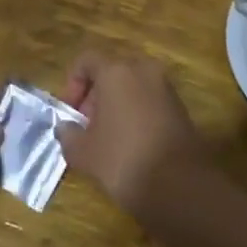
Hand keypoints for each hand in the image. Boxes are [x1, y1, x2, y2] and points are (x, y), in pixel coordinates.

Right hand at [57, 50, 204, 216]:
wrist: (180, 186)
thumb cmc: (123, 159)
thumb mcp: (83, 152)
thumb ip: (68, 134)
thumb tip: (66, 128)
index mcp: (117, 71)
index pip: (87, 60)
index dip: (72, 84)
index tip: (70, 112)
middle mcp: (144, 71)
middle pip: (111, 73)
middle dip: (94, 97)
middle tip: (86, 127)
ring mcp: (166, 89)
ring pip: (132, 88)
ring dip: (116, 106)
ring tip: (106, 139)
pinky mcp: (181, 109)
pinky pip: (149, 102)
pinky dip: (136, 115)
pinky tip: (129, 145)